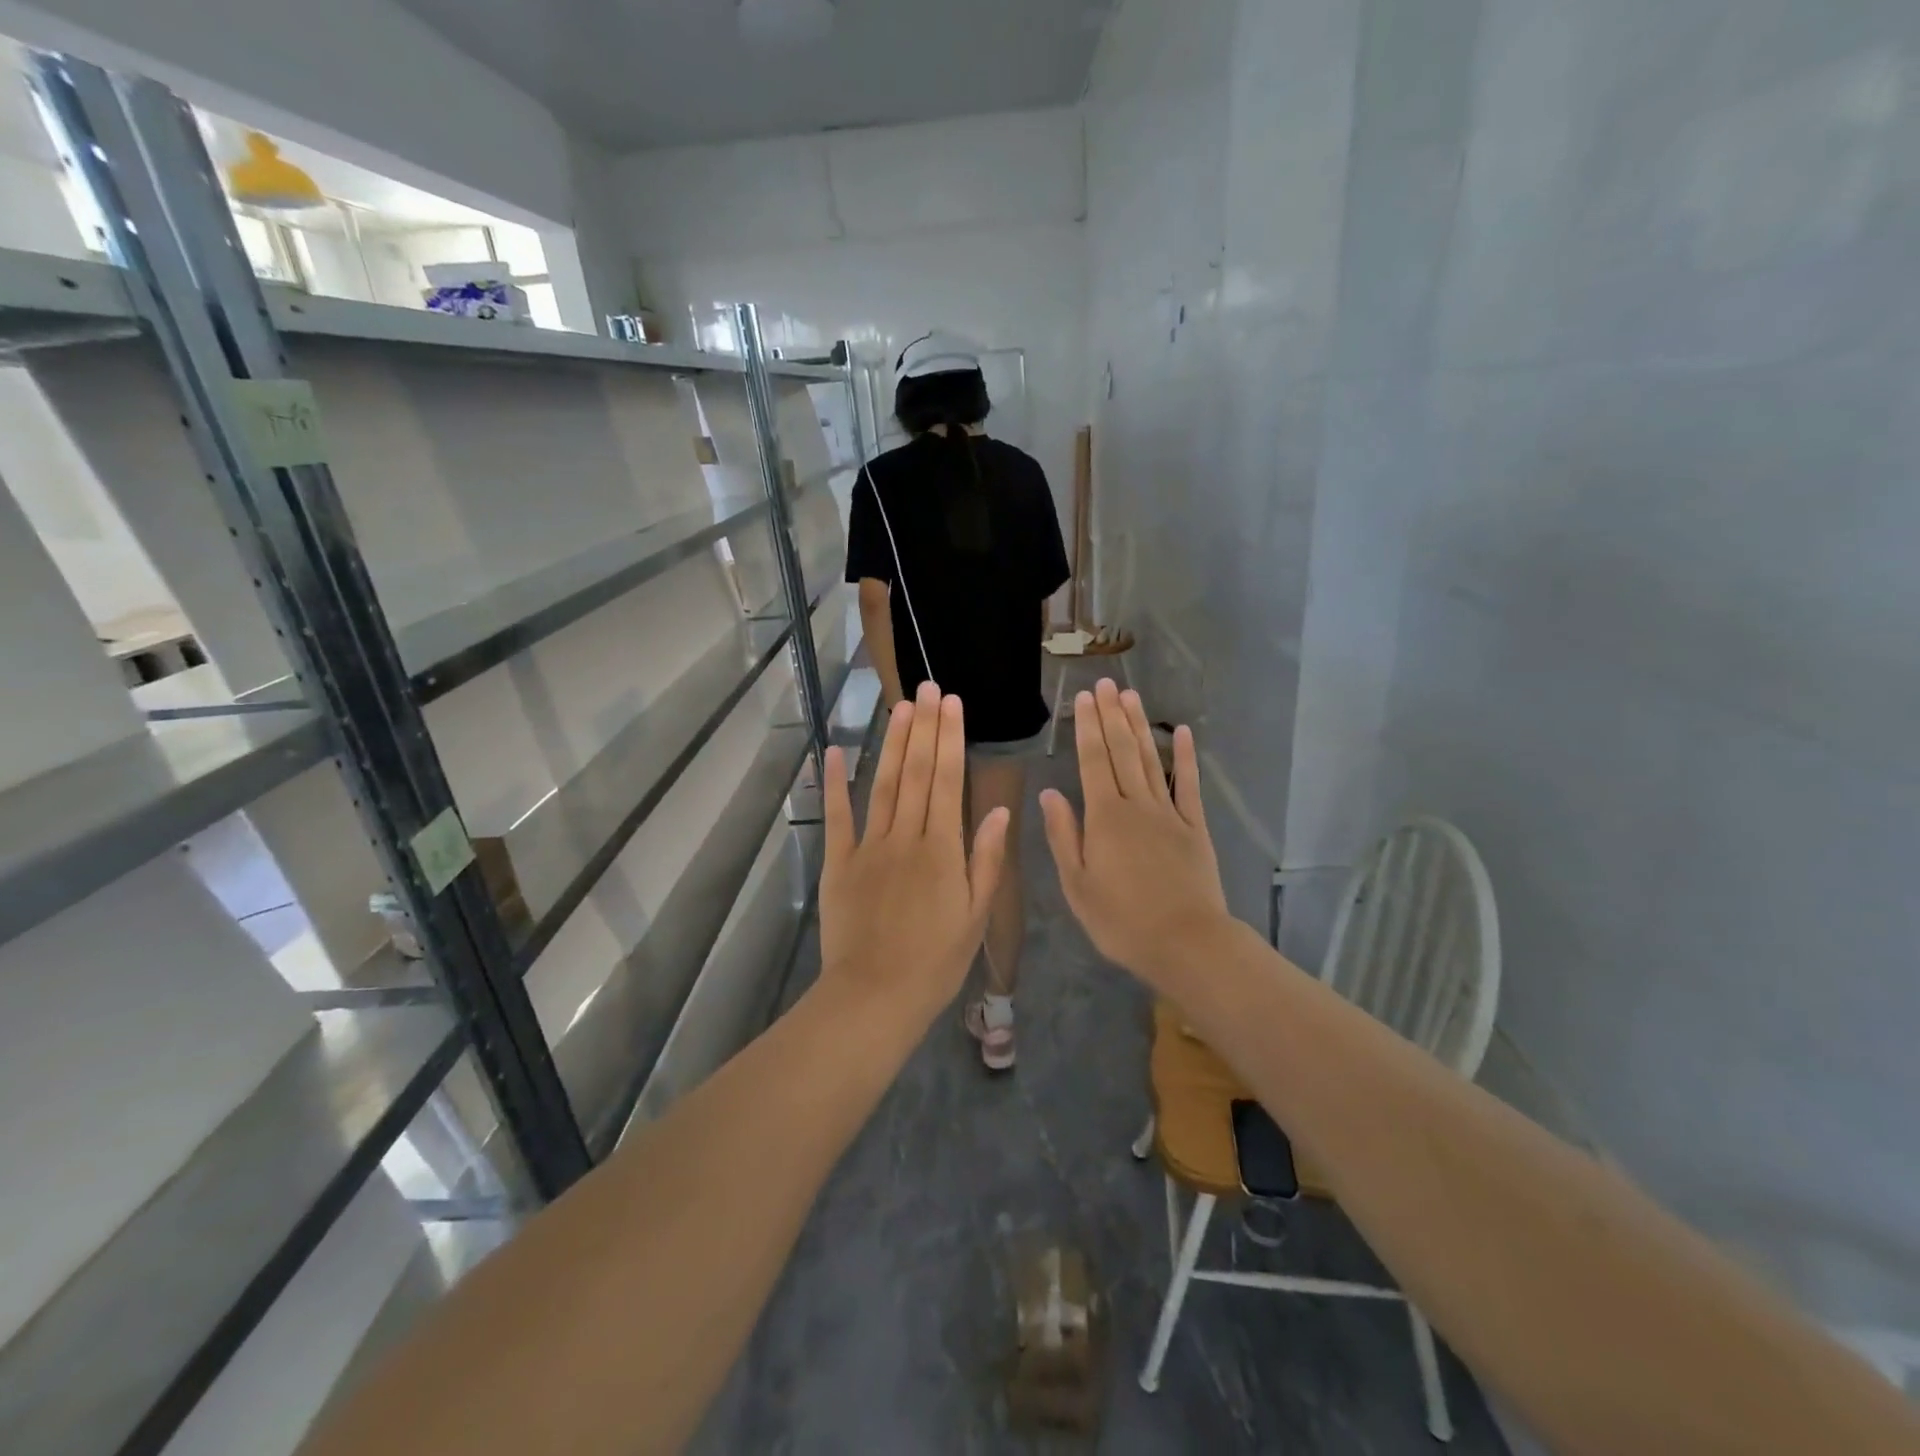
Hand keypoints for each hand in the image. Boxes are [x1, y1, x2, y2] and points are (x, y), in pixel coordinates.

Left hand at [818, 682, 1010, 1029]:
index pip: (947, 781)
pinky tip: (837, 751)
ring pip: (883, 785)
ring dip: (893, 744)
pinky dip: (836, 783)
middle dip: (923, 727)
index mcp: (942, 849)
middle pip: (916, 773)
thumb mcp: (975, 916)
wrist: (875, 996)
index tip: (952, 703)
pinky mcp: (838, 862)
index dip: (950, 738)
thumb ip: (985, 860)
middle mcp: (906, 837)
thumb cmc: (935, 962)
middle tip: (927, 687)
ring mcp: (868, 847)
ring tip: (900, 707)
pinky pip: (838, 817)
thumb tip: (997, 811)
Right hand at [1040, 679, 1230, 988]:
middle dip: (1111, 716)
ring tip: (1131, 696)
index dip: (1086, 727)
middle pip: (1122, 752)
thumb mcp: (1077, 885)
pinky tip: (1182, 733)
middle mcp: (1136, 805)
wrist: (1186, 943)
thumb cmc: (1121, 920)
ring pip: (1151, 760)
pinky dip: (1186, 758)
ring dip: (1140, 726)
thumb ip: (1064, 836)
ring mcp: (1169, 814)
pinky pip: (1189, 786)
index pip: (1092, 762)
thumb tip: (1050, 793)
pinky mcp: (1195, 827)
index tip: (1083, 698)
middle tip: (1106, 683)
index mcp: (1104, 817)